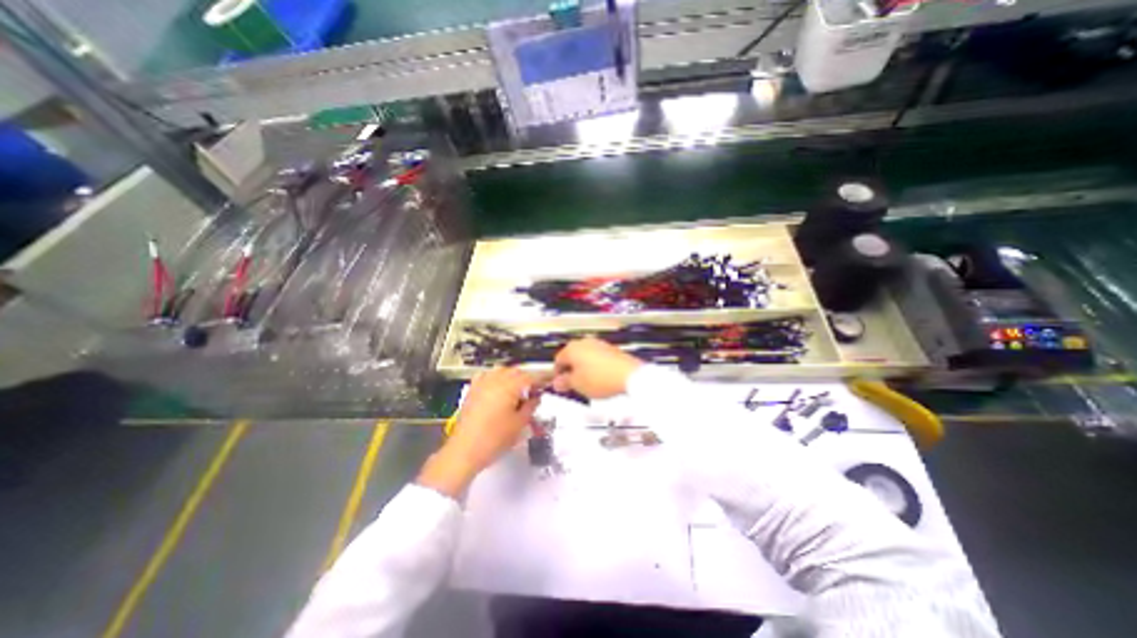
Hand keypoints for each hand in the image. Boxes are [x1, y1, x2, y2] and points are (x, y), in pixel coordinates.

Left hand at [416, 370, 541, 497]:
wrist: (464, 451)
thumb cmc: (493, 439)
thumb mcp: (519, 424)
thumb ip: (530, 407)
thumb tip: (535, 398)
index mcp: (509, 387)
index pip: (530, 377)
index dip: (541, 379)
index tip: (548, 382)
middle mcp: (494, 381)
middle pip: (516, 371)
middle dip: (527, 378)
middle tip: (535, 390)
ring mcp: (481, 384)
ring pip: (501, 371)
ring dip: (512, 376)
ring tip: (518, 390)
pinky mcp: (472, 391)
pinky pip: (486, 376)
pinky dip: (495, 378)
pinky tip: (498, 387)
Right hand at [553, 339, 643, 397]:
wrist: (629, 375)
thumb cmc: (599, 379)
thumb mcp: (577, 384)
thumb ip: (564, 382)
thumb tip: (557, 382)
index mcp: (572, 348)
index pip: (558, 360)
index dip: (557, 374)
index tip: (561, 386)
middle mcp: (584, 342)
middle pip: (572, 357)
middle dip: (571, 371)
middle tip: (573, 385)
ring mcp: (599, 344)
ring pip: (585, 356)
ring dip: (584, 368)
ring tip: (588, 384)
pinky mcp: (611, 349)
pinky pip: (598, 358)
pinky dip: (596, 367)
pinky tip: (601, 378)